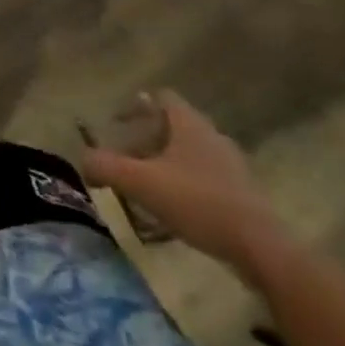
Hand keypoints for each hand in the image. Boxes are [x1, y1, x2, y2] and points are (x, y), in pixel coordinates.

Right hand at [81, 92, 289, 275]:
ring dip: (164, 163)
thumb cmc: (198, 203)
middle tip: (125, 159)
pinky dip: (183, 184)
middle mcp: (211, 136)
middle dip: (145, 139)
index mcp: (189, 124)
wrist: (260, 248)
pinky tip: (172, 210)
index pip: (162, 97)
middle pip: (172, 126)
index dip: (136, 105)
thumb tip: (84, 160)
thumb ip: (106, 166)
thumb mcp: (141, 183)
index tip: (116, 124)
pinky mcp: (241, 193)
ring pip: (188, 153)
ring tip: (144, 187)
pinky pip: (203, 177)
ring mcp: (230, 165)